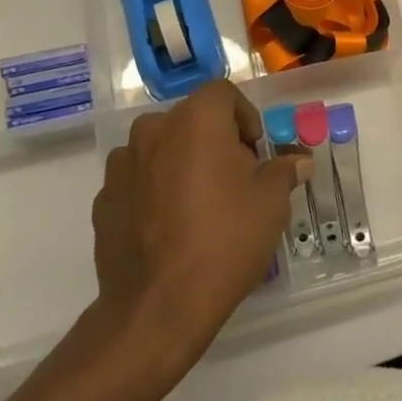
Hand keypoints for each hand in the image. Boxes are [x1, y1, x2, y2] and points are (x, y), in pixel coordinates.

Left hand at [88, 80, 307, 365]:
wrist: (157, 306)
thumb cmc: (225, 241)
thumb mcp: (271, 204)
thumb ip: (283, 171)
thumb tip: (298, 161)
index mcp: (196, 120)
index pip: (223, 93)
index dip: (244, 117)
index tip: (255, 151)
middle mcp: (154, 130)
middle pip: (191, 119)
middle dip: (214, 140)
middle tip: (234, 179)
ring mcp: (122, 165)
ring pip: (161, 148)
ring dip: (181, 162)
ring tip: (199, 204)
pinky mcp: (104, 198)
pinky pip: (138, 180)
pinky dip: (154, 190)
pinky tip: (170, 227)